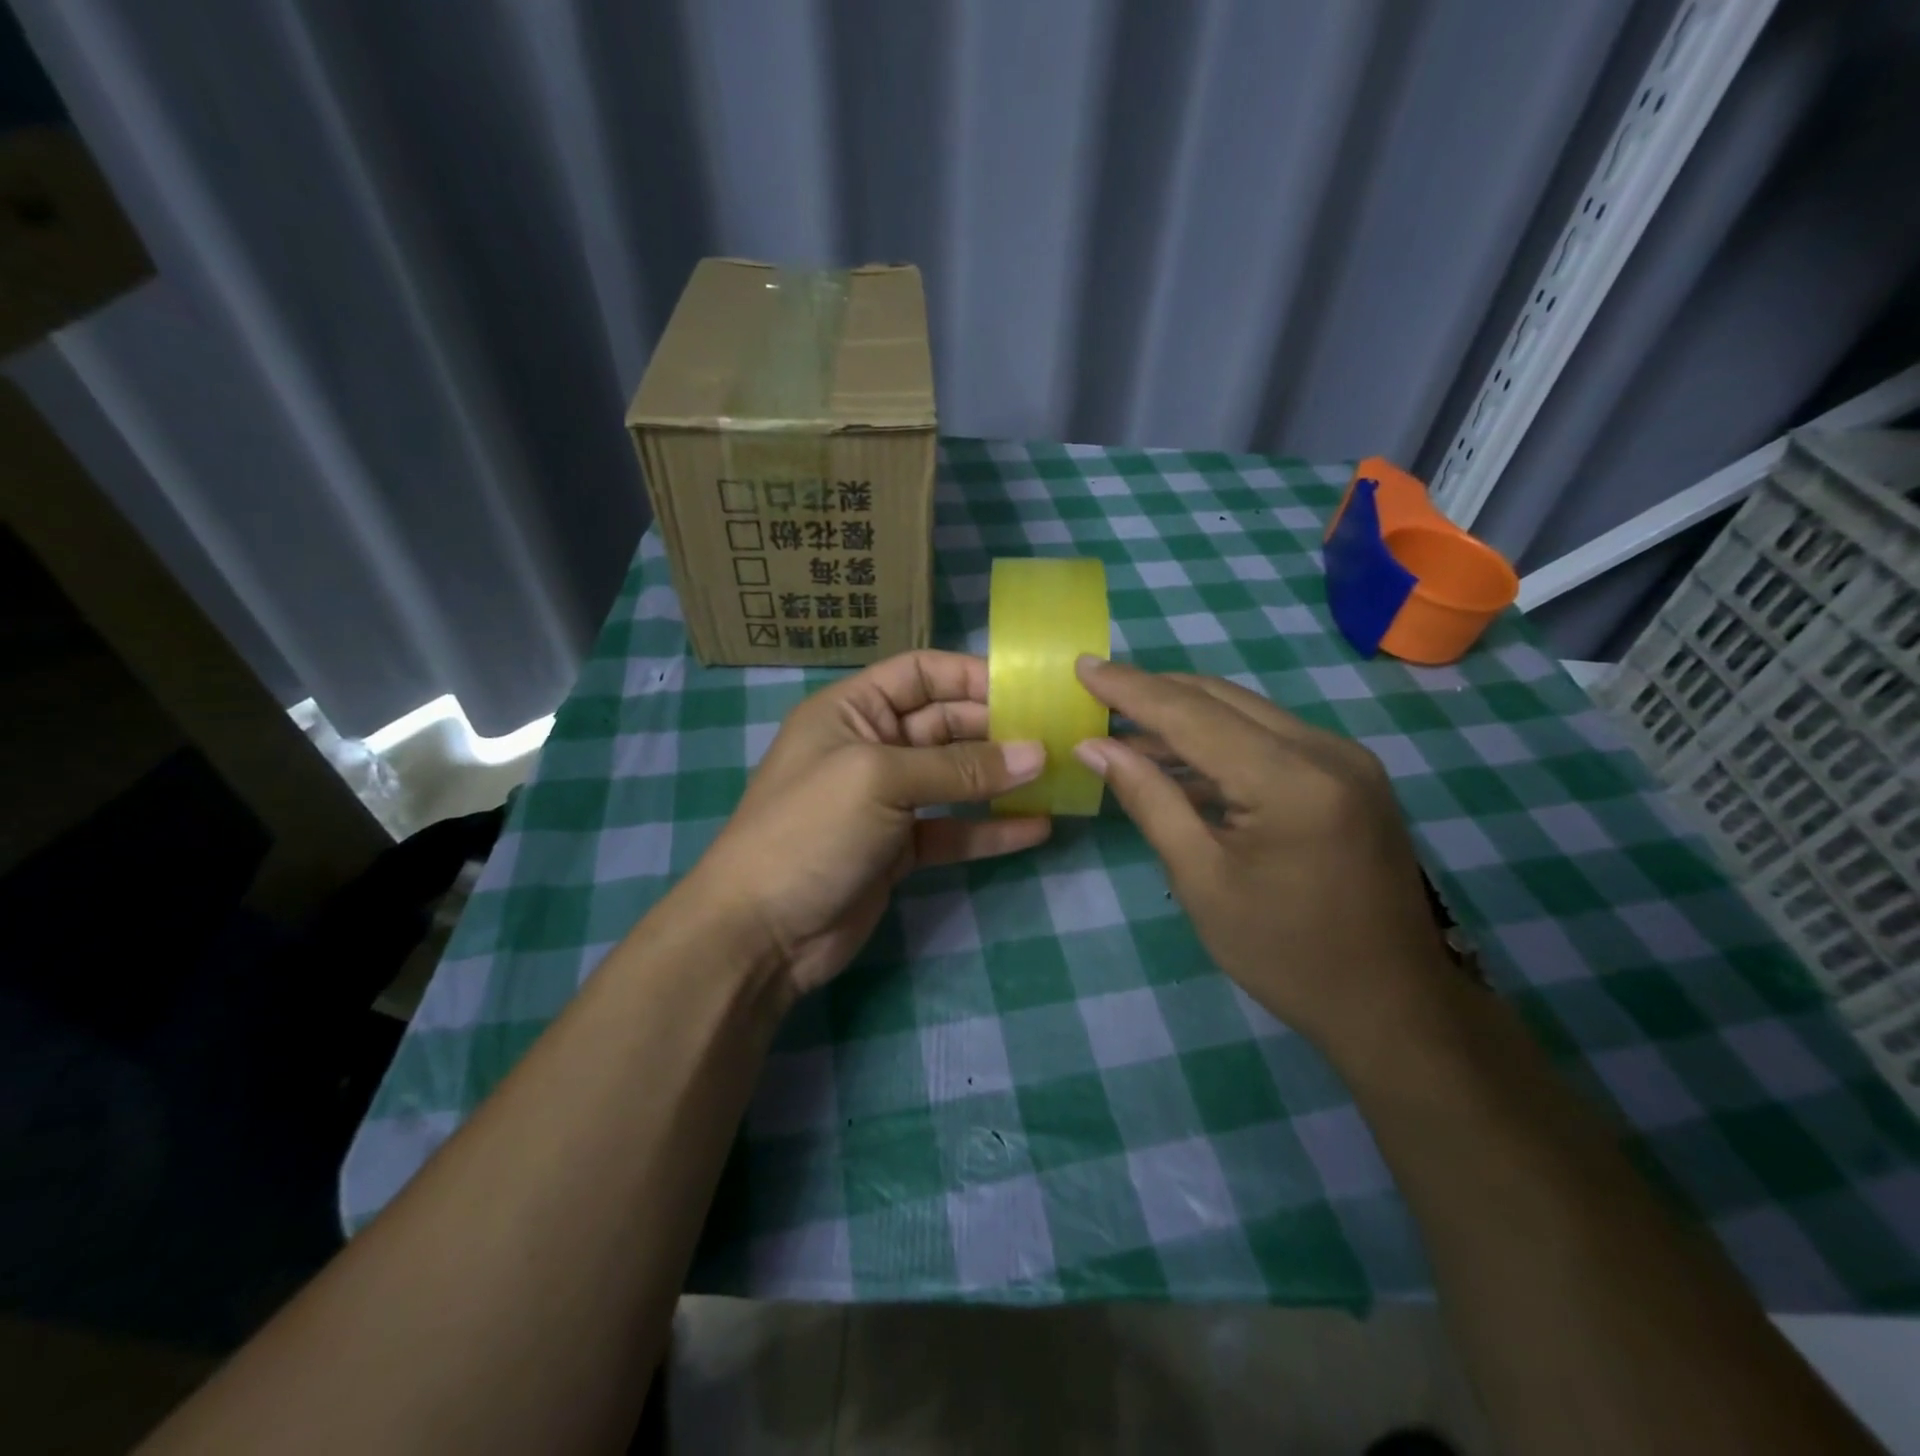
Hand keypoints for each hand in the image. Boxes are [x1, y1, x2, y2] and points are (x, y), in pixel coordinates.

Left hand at [679, 651, 1051, 998]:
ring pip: (954, 779)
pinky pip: (953, 830)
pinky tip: (1037, 828)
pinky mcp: (899, 849)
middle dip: (997, 729)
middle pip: (945, 724)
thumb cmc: (811, 831)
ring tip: (1056, 777)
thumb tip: (1036, 753)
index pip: (920, 674)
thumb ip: (959, 768)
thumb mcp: (881, 781)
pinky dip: (990, 830)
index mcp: (851, 711)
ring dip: (1000, 779)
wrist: (760, 933)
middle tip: (1057, 737)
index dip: (971, 676)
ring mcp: (886, 801)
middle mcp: (871, 747)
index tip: (1028, 689)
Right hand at [1070, 657, 1449, 1053]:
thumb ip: (1149, 800)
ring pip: (1246, 713)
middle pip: (1222, 700)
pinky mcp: (1349, 774)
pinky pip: (1270, 738)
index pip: (1192, 715)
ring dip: (1184, 714)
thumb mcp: (1201, 880)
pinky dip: (1219, 739)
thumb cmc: (1285, 953)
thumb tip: (1095, 747)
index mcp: (1292, 781)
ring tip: (1123, 723)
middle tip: (1097, 687)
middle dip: (1154, 691)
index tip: (1082, 666)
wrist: (1392, 1003)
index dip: (1131, 689)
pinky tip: (1177, 756)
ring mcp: (1345, 759)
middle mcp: (1326, 751)